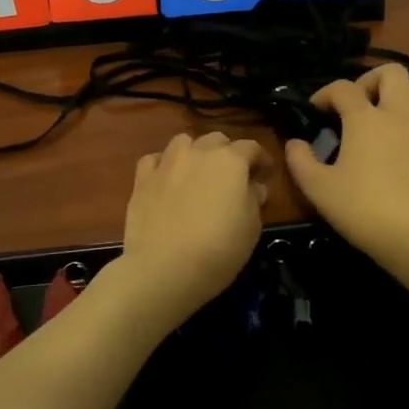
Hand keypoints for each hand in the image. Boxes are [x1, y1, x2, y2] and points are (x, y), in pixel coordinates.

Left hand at [116, 132, 269, 325]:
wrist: (164, 268)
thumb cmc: (219, 249)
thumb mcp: (252, 227)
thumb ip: (253, 200)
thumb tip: (253, 187)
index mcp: (231, 160)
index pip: (251, 147)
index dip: (261, 160)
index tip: (265, 175)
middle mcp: (199, 152)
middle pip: (217, 140)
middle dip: (228, 153)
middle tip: (232, 178)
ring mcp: (167, 163)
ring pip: (184, 142)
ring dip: (195, 152)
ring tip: (197, 173)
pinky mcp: (142, 179)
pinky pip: (154, 160)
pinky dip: (163, 165)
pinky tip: (166, 180)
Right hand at [284, 65, 408, 272]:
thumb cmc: (363, 209)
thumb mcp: (319, 189)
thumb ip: (300, 162)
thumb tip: (294, 143)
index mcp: (366, 118)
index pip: (343, 88)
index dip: (324, 94)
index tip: (314, 111)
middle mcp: (397, 115)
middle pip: (391, 73)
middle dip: (368, 81)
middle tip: (353, 105)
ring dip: (393, 96)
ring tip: (376, 120)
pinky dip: (406, 120)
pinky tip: (393, 147)